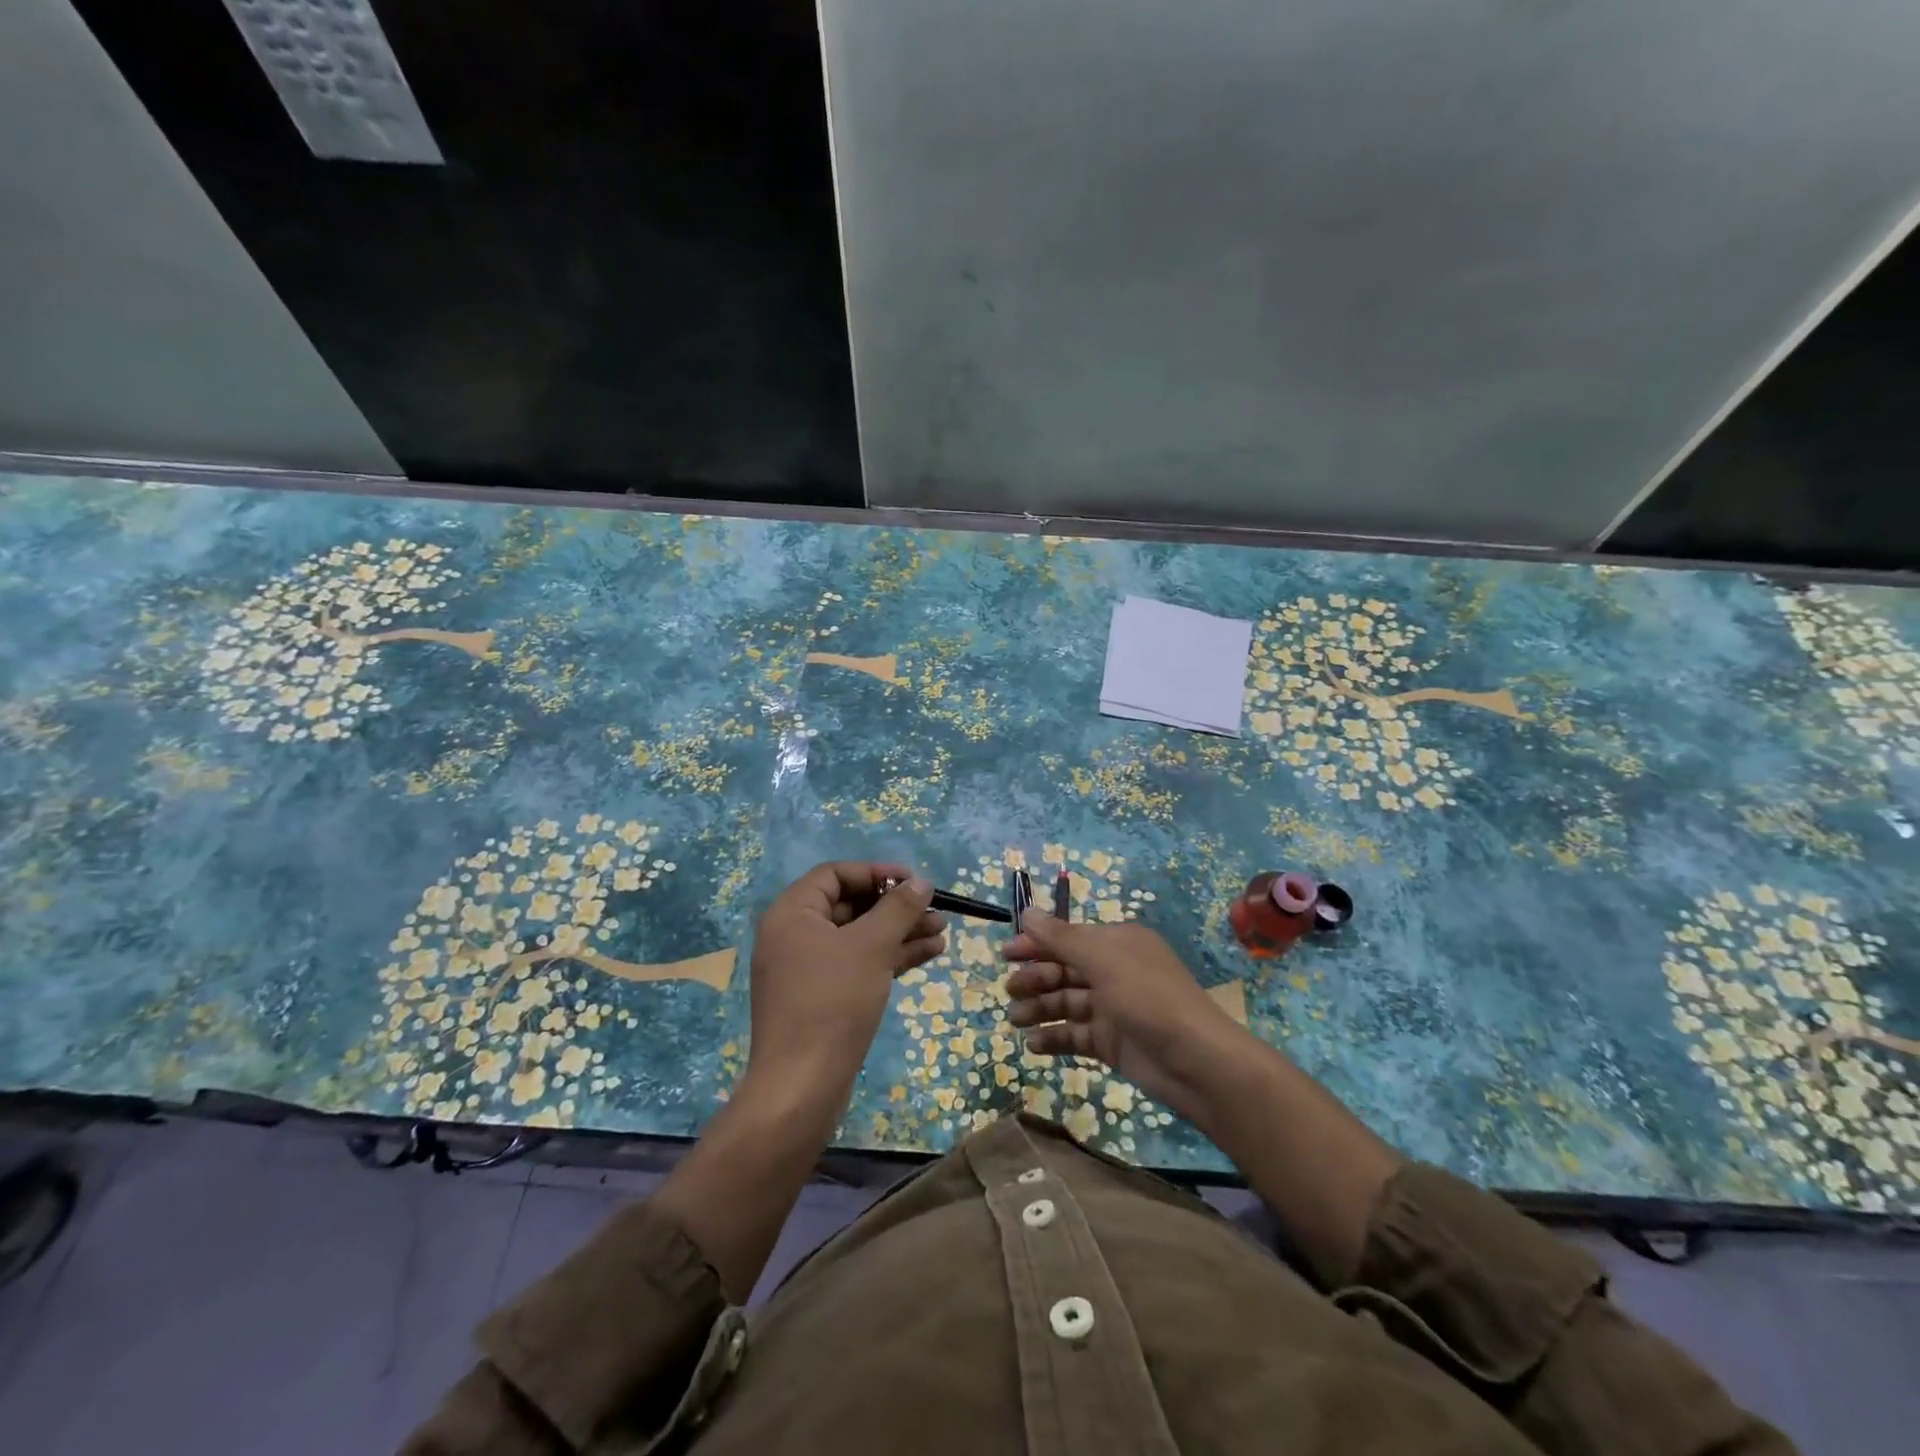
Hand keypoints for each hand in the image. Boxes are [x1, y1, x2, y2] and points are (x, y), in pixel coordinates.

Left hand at [745, 862, 944, 1113]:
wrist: (803, 1086)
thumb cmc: (833, 1002)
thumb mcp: (871, 947)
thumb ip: (898, 909)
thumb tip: (921, 882)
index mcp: (792, 914)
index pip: (835, 874)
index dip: (876, 873)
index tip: (913, 882)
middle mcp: (794, 935)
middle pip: (850, 905)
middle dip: (895, 907)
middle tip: (935, 910)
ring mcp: (807, 969)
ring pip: (859, 937)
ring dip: (899, 932)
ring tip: (942, 931)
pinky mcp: (821, 997)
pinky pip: (858, 964)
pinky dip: (889, 957)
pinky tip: (929, 954)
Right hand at [1003, 912, 1254, 1130]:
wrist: (1196, 1062)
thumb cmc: (1148, 997)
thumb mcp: (1103, 959)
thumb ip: (1061, 938)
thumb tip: (1027, 911)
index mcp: (1118, 943)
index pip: (1069, 937)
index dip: (1037, 943)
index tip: (1006, 953)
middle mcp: (1115, 971)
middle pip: (1065, 969)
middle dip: (1036, 977)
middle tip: (1010, 990)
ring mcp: (1113, 1008)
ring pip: (1067, 1002)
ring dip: (1039, 1008)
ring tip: (1014, 1020)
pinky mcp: (1112, 1042)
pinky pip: (1075, 1034)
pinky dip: (1054, 1037)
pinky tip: (1033, 1044)